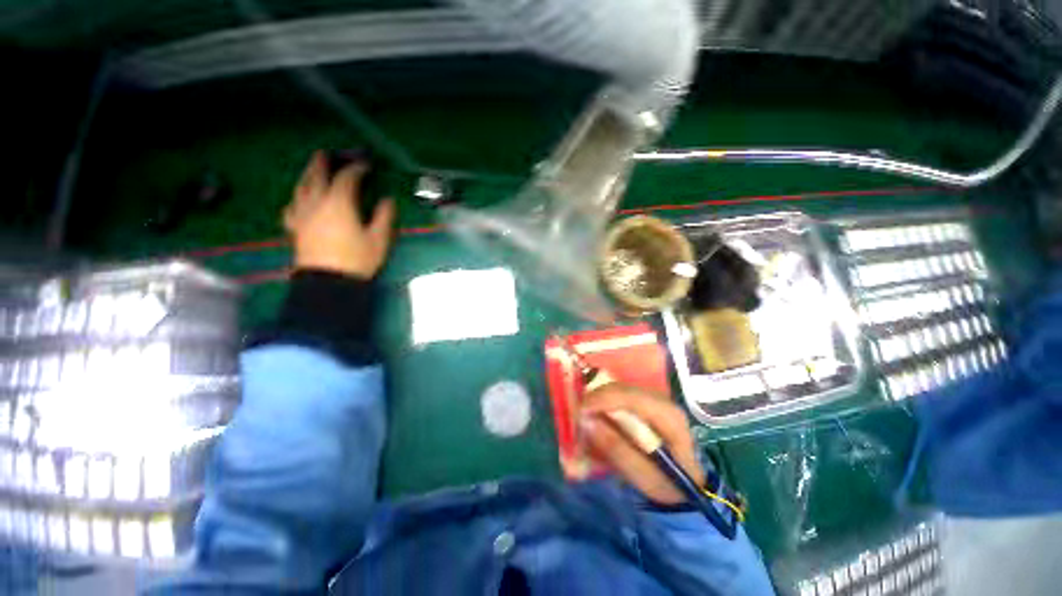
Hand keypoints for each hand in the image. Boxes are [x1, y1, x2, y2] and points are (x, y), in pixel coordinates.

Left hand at [284, 151, 396, 277]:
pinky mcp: (295, 228)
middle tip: (326, 154)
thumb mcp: (379, 239)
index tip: (366, 165)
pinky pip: (292, 208)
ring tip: (311, 170)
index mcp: (339, 203)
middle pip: (316, 176)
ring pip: (301, 188)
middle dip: (323, 163)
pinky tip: (299, 201)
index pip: (346, 178)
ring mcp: (302, 215)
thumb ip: (383, 217)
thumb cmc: (357, 259)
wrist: (329, 282)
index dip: (357, 169)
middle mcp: (317, 203)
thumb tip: (387, 200)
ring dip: (307, 176)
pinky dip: (297, 199)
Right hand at [581, 384, 703, 504]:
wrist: (688, 484)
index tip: (580, 411)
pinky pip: (619, 394)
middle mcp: (662, 400)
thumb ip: (616, 449)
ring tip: (585, 417)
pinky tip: (597, 415)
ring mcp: (654, 397)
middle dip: (596, 399)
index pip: (631, 398)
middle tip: (578, 416)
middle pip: (622, 389)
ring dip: (598, 399)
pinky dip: (604, 402)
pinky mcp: (646, 400)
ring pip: (618, 388)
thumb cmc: (669, 484)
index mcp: (668, 417)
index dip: (603, 400)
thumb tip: (588, 422)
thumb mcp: (643, 476)